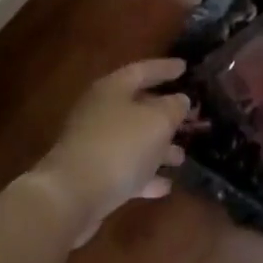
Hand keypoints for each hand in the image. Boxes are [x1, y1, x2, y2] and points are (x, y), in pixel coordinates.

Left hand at [33, 59, 189, 241]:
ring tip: (182, 156)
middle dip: (164, 113)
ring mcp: (94, 144)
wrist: (72, 196)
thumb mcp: (157, 121)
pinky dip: (145, 175)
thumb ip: (173, 107)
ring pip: (133, 140)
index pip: (142, 70)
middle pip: (137, 106)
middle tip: (190, 117)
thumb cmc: (119, 147)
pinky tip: (166, 186)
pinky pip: (125, 169)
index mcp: (112, 89)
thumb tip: (180, 99)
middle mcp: (100, 112)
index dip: (165, 68)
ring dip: (158, 148)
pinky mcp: (93, 175)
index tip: (185, 67)